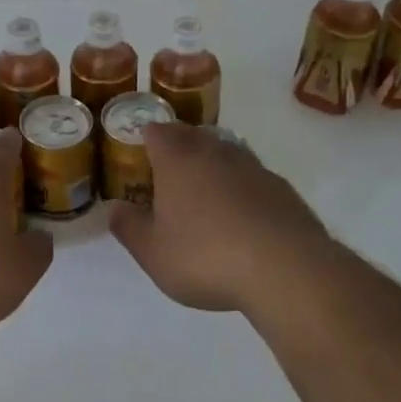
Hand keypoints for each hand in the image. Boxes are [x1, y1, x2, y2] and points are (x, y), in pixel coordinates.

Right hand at [109, 123, 333, 314]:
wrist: (286, 269)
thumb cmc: (206, 256)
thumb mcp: (153, 253)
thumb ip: (129, 228)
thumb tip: (113, 208)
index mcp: (177, 160)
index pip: (157, 131)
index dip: (146, 137)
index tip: (139, 151)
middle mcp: (214, 152)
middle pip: (192, 135)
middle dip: (178, 146)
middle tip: (168, 171)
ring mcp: (252, 167)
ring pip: (225, 152)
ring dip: (212, 165)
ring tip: (204, 192)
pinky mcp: (281, 188)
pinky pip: (252, 177)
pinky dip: (241, 187)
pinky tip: (241, 215)